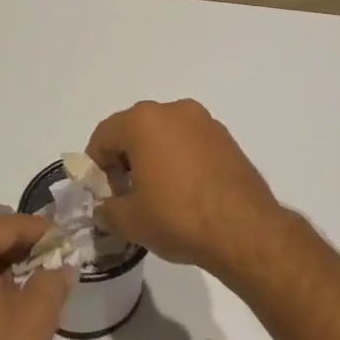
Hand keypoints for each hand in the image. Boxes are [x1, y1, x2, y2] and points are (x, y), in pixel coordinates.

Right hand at [86, 99, 292, 279]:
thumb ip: (107, 211)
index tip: (102, 193)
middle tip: (125, 194)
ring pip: (165, 134)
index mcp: (144, 121)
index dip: (96, 165)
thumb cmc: (178, 217)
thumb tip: (104, 210)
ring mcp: (205, 122)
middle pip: (135, 130)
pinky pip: (190, 143)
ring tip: (156, 194)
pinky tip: (184, 192)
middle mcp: (174, 111)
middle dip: (125, 159)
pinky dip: (180, 159)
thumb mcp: (130, 221)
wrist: (243, 228)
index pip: (104, 135)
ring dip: (153, 157)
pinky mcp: (226, 138)